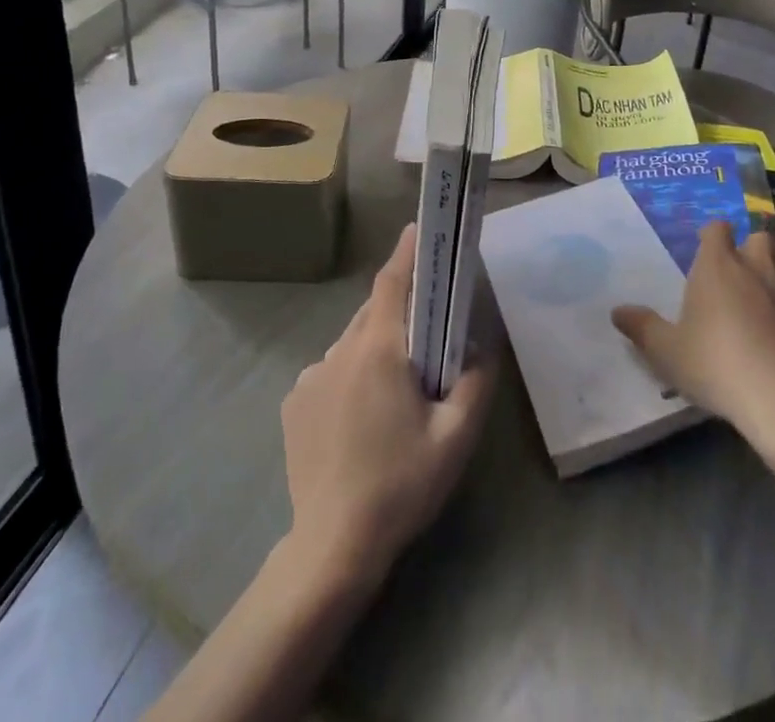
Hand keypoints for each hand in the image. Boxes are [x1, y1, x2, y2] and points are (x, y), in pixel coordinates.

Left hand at [280, 224, 494, 587]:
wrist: (332, 546)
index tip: (417, 228)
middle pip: (373, 311)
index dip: (406, 252)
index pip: (392, 283)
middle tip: (426, 328)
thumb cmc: (400, 485)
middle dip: (399, 308)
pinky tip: (361, 417)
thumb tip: (481, 348)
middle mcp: (339, 351)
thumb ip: (475, 383)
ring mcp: (311, 376)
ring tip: (395, 386)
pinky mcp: (293, 402)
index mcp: (378, 351)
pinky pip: (330, 370)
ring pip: (351, 342)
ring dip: (375, 346)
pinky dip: (350, 374)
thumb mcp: (455, 437)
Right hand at [611, 220, 774, 438]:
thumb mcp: (666, 351)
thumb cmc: (716, 364)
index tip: (707, 250)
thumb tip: (617, 311)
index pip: (717, 228)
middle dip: (752, 248)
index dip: (713, 235)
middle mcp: (757, 266)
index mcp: (718, 265)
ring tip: (774, 293)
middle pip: (759, 237)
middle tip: (742, 272)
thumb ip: (642, 327)